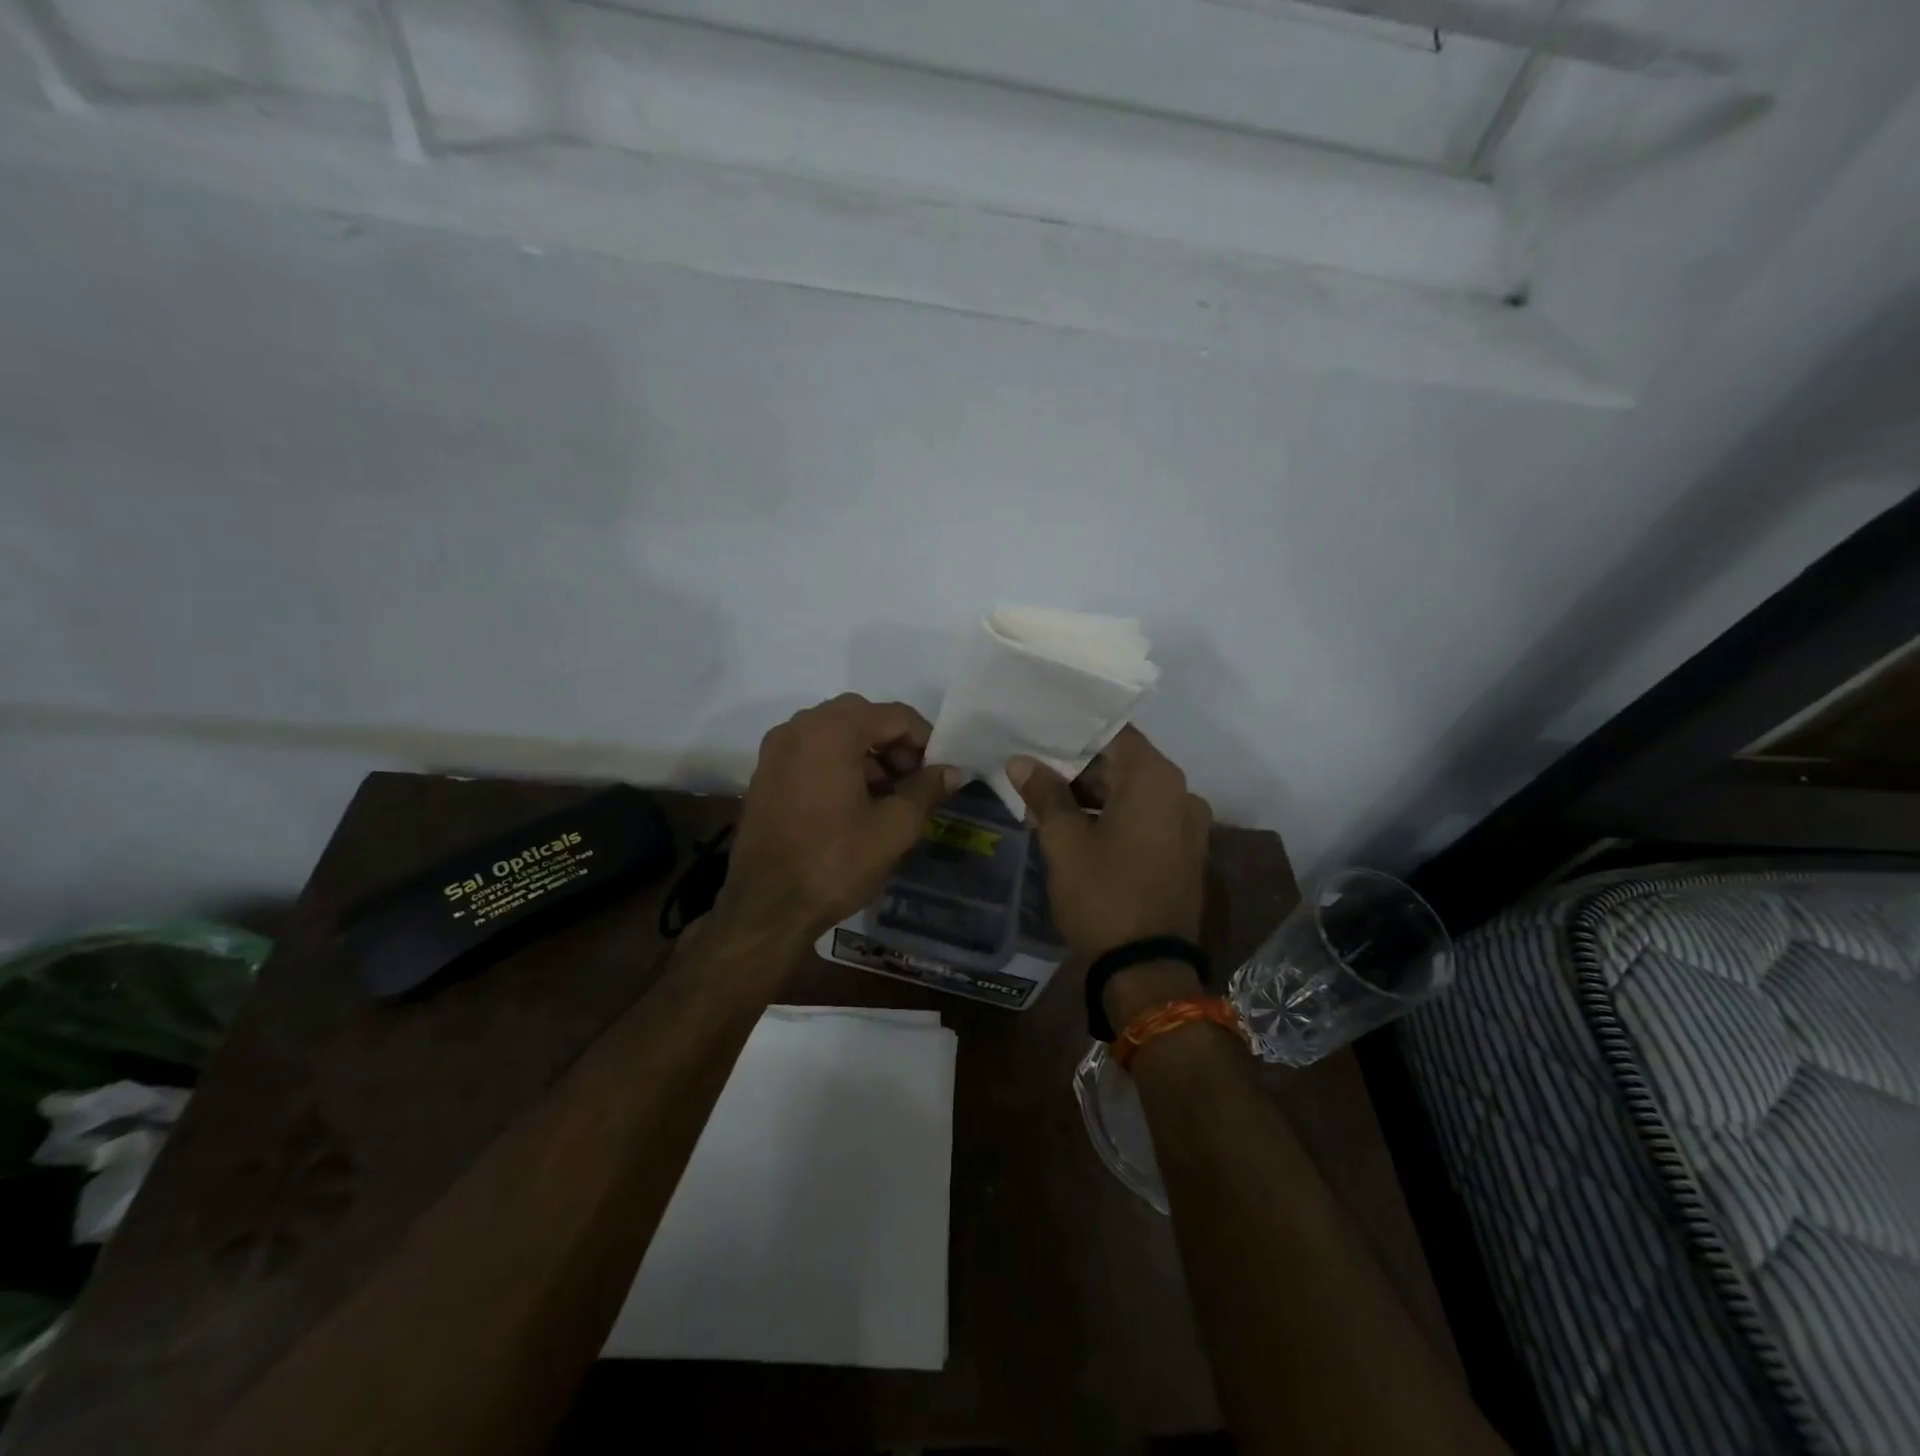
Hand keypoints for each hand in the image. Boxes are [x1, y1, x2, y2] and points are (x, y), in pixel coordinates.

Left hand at [716, 694, 959, 942]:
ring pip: (834, 733)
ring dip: (866, 754)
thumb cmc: (835, 861)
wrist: (766, 906)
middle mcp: (799, 726)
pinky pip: (811, 751)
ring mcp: (776, 748)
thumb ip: (926, 790)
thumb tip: (951, 771)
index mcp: (833, 730)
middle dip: (894, 744)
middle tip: (912, 783)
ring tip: (886, 797)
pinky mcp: (765, 772)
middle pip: (862, 717)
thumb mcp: (894, 827)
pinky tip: (852, 803)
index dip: (925, 740)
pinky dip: (838, 764)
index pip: (895, 715)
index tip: (938, 773)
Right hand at [1008, 728, 1212, 1022]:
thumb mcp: (1064, 842)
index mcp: (1156, 780)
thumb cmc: (1103, 894)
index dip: (1077, 732)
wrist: (1147, 969)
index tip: (1043, 731)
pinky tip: (1077, 829)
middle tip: (1035, 770)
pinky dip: (1115, 818)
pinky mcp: (1185, 854)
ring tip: (1047, 802)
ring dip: (1094, 796)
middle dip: (1080, 769)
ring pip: (1134, 794)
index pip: (1115, 734)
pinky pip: (1146, 820)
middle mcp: (1182, 794)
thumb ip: (1044, 794)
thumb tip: (1022, 762)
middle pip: (1125, 765)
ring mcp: (1188, 826)